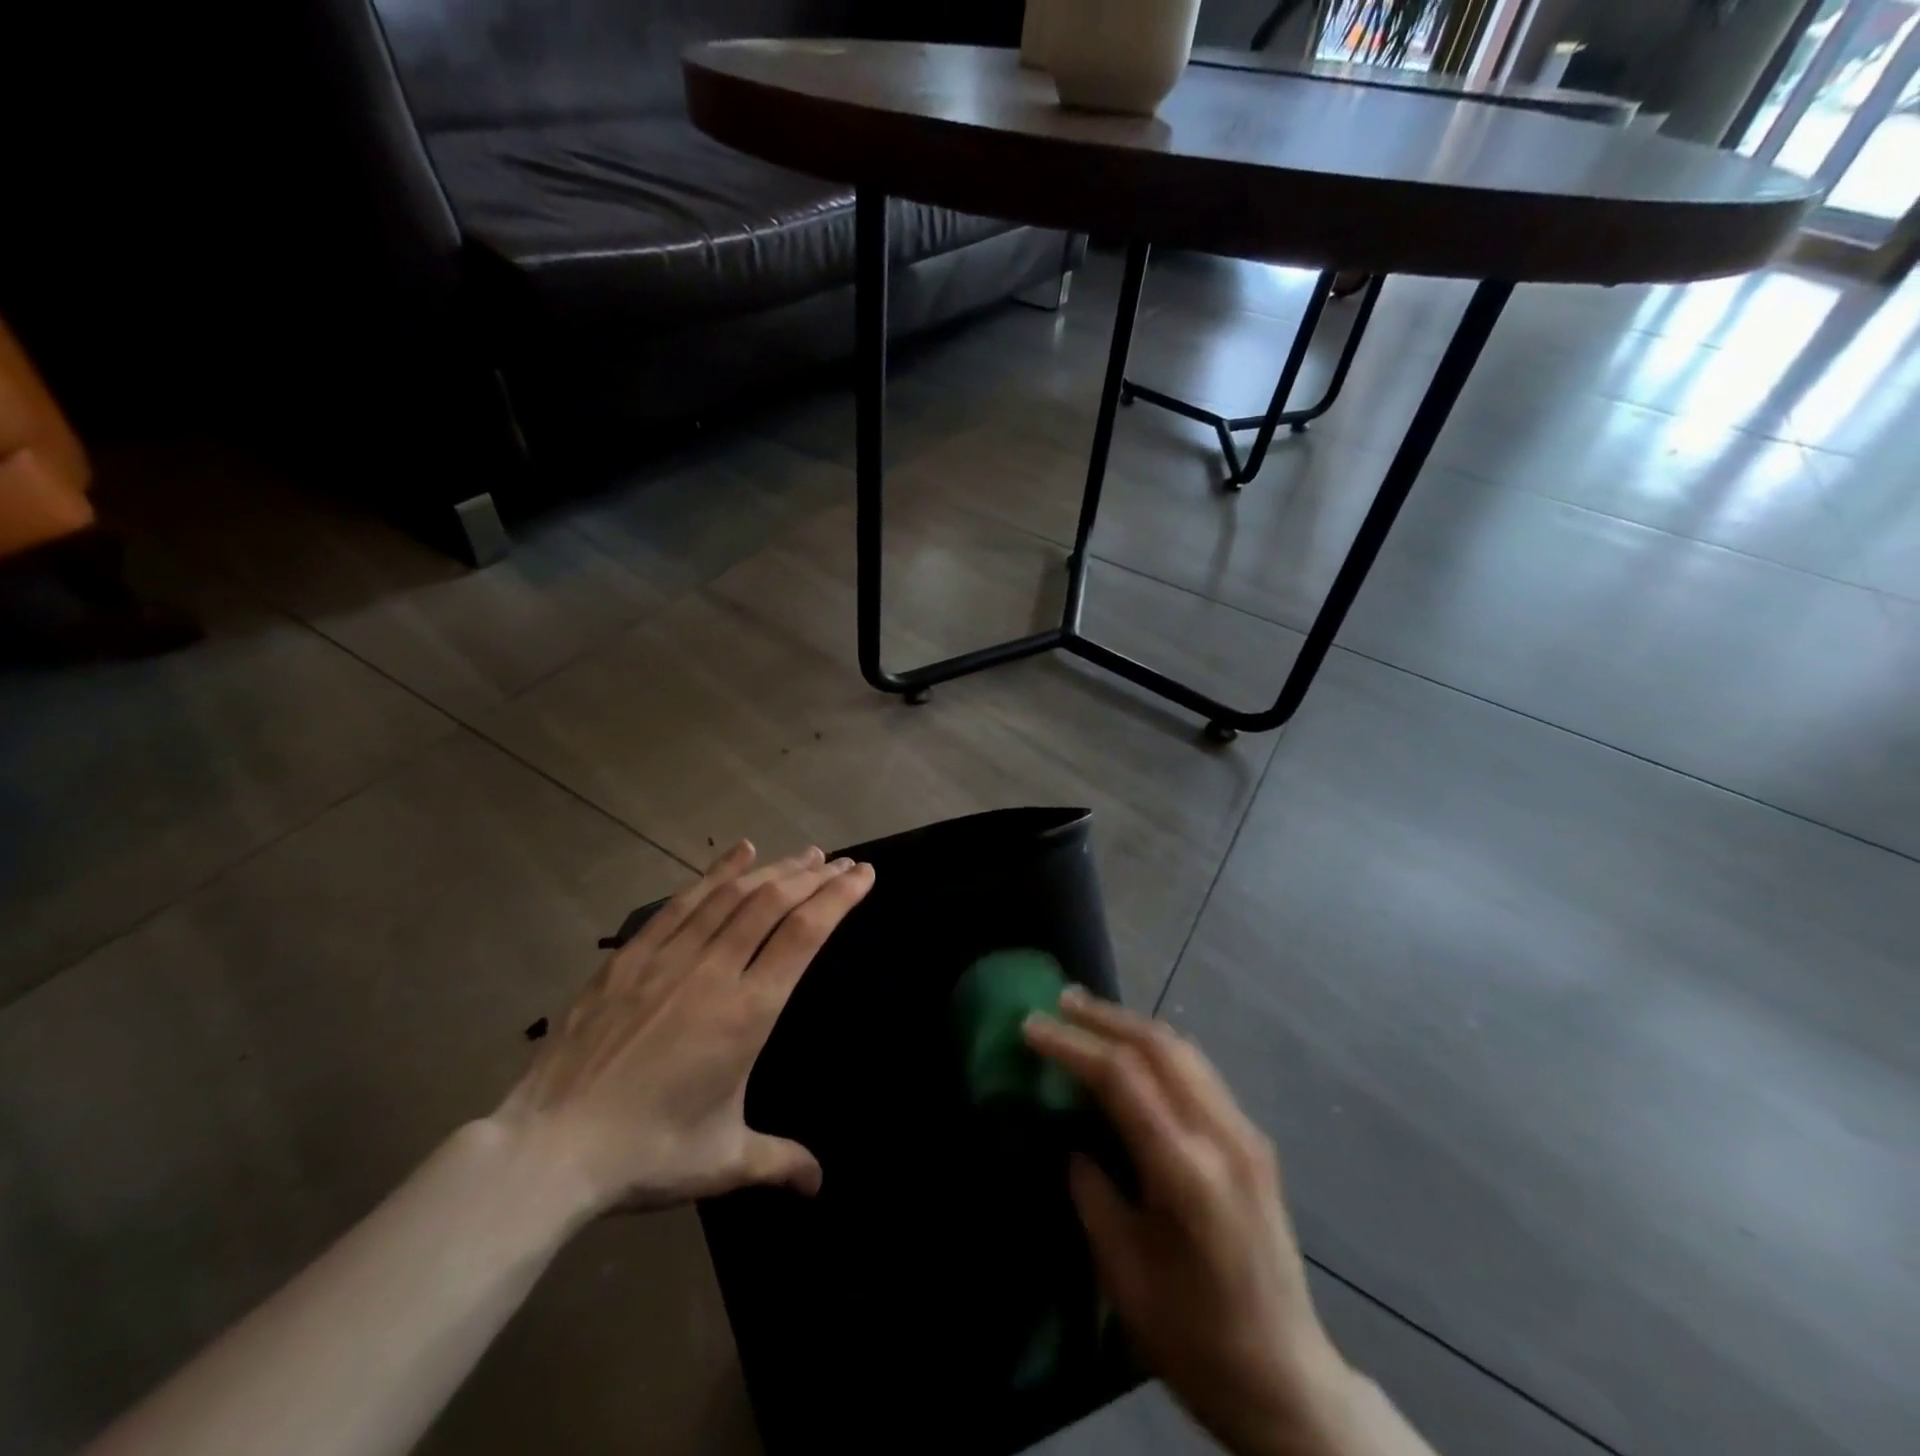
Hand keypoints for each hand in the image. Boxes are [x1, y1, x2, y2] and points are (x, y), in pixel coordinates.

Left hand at [495, 841, 874, 1216]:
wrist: (548, 1149)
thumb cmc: (646, 1153)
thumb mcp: (723, 1161)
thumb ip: (779, 1161)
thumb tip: (819, 1185)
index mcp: (747, 1013)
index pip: (804, 935)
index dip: (839, 898)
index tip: (864, 876)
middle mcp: (714, 971)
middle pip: (774, 903)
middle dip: (816, 877)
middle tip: (843, 863)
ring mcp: (669, 958)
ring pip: (733, 895)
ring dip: (776, 869)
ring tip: (806, 854)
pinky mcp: (631, 956)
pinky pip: (682, 901)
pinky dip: (717, 872)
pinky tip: (741, 852)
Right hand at [1025, 990, 1349, 1455]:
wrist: (1290, 1384)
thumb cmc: (1196, 1339)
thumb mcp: (1124, 1273)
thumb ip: (1094, 1193)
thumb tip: (1075, 1142)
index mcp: (1188, 1172)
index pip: (1122, 1078)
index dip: (1072, 1045)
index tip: (1031, 1026)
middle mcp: (1223, 1137)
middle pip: (1159, 1046)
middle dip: (1104, 1017)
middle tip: (1060, 1001)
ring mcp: (1246, 1135)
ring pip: (1184, 1051)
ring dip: (1133, 1026)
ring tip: (1090, 1016)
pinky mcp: (1254, 1142)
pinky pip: (1200, 1073)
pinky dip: (1159, 1050)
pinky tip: (1134, 1054)